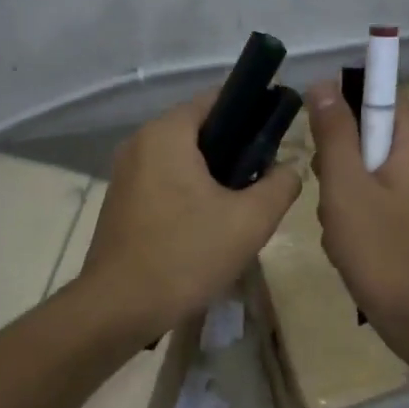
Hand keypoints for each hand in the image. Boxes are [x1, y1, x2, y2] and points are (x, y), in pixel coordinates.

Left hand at [79, 91, 301, 332]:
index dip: (253, 110)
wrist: (119, 308)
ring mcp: (125, 173)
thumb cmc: (186, 255)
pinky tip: (209, 224)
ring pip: (182, 158)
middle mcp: (140, 143)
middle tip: (266, 177)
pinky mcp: (121, 202)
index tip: (280, 136)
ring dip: (213, 174)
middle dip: (236, 148)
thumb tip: (289, 167)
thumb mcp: (250, 221)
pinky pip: (164, 181)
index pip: (217, 99)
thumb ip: (280, 185)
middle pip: (199, 129)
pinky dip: (190, 191)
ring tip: (243, 204)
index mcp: (166, 133)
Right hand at [306, 80, 408, 349]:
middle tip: (328, 189)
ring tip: (336, 223)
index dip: (343, 104)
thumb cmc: (381, 250)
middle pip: (370, 132)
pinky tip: (345, 240)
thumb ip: (334, 133)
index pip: (380, 94)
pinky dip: (354, 211)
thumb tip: (323, 83)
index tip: (316, 133)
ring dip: (341, 190)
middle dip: (338, 157)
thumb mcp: (346, 186)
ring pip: (366, 168)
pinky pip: (375, 196)